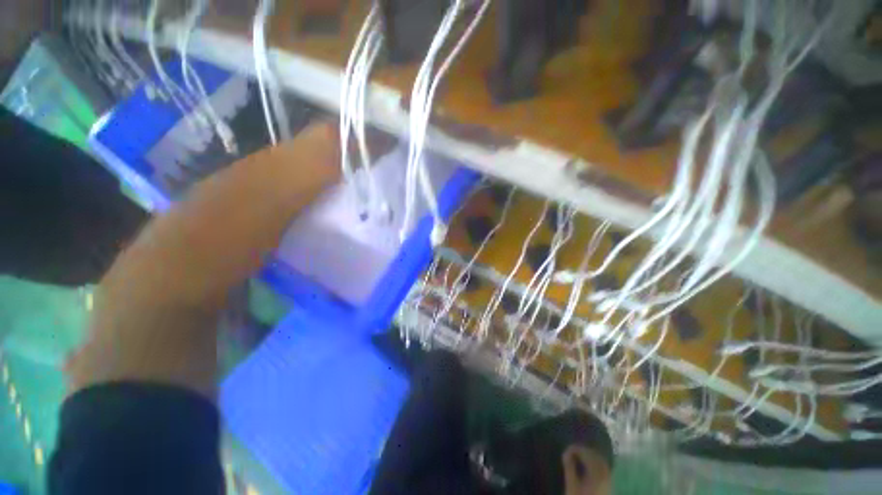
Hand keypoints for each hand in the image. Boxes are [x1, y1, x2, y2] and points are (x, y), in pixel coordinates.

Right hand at [562, 446, 611, 494]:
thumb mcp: (571, 485)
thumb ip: (569, 467)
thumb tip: (566, 453)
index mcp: (597, 474)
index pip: (587, 454)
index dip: (577, 449)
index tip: (567, 449)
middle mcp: (605, 475)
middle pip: (596, 457)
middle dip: (584, 451)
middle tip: (572, 451)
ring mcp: (609, 481)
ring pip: (601, 462)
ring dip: (591, 457)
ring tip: (579, 457)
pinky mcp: (609, 486)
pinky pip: (604, 469)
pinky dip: (596, 463)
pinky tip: (587, 467)